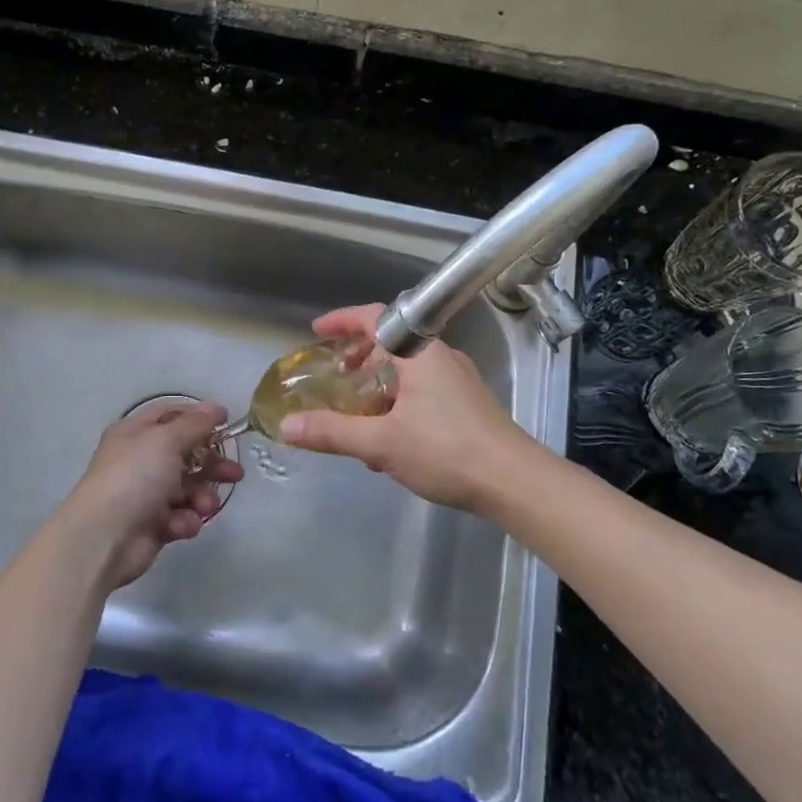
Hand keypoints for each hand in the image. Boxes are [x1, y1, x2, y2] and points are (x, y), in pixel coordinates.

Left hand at [50, 402, 244, 591]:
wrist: (104, 537)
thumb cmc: (135, 477)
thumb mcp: (166, 440)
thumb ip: (195, 424)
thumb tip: (215, 408)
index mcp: (136, 434)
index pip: (171, 415)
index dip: (199, 416)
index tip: (227, 421)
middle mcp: (140, 460)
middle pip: (185, 455)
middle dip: (212, 464)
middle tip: (236, 473)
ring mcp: (145, 494)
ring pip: (187, 489)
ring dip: (202, 496)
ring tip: (205, 505)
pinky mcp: (152, 525)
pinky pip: (180, 517)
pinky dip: (185, 520)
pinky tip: (182, 525)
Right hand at [278, 304, 541, 512]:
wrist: (514, 482)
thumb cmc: (446, 451)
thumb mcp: (381, 443)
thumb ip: (333, 431)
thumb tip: (287, 425)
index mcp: (420, 353)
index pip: (376, 318)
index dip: (343, 321)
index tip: (317, 331)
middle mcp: (440, 358)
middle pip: (390, 346)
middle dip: (357, 361)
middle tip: (333, 379)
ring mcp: (457, 382)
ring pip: (406, 373)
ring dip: (377, 388)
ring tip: (354, 417)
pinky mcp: (467, 406)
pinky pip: (421, 392)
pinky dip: (396, 404)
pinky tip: (387, 441)